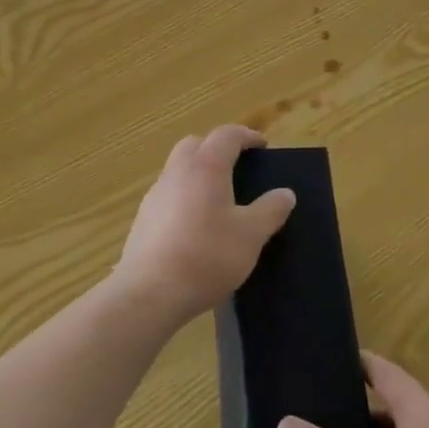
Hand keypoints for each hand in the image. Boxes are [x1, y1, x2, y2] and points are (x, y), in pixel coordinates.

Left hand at [112, 126, 295, 328]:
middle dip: (217, 148)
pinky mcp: (143, 219)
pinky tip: (195, 225)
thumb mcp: (251, 235)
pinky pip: (168, 195)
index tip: (262, 146)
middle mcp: (177, 172)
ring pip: (178, 169)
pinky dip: (184, 197)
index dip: (246, 136)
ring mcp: (155, 195)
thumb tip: (285, 193)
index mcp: (206, 167)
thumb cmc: (207, 256)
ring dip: (198, 173)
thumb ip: (270, 210)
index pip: (226, 135)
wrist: (149, 293)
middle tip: (237, 167)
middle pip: (196, 145)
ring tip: (219, 198)